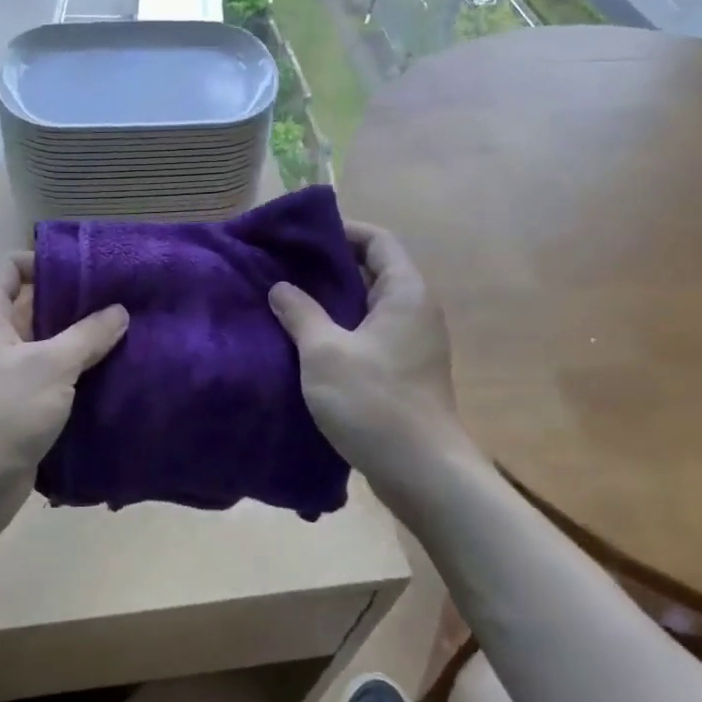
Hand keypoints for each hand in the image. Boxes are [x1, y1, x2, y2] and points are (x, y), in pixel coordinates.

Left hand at [0, 253, 127, 546]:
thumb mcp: (50, 366)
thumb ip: (88, 335)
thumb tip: (120, 311)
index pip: (11, 269)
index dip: (45, 261)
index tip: (89, 268)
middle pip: (34, 309)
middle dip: (75, 304)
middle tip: (124, 300)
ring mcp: (5, 380)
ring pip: (48, 350)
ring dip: (82, 345)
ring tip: (130, 335)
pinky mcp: (20, 414)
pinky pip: (53, 385)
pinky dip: (79, 380)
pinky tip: (116, 377)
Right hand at [269, 222, 467, 493]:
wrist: (421, 470)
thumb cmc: (374, 401)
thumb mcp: (324, 352)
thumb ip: (300, 313)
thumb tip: (280, 287)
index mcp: (405, 292)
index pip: (377, 240)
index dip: (342, 231)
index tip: (302, 236)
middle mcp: (416, 310)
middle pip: (374, 270)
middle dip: (331, 266)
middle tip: (285, 268)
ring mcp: (414, 343)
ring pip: (370, 306)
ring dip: (334, 301)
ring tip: (289, 301)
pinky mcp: (406, 371)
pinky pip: (371, 334)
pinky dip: (342, 329)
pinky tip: (308, 342)